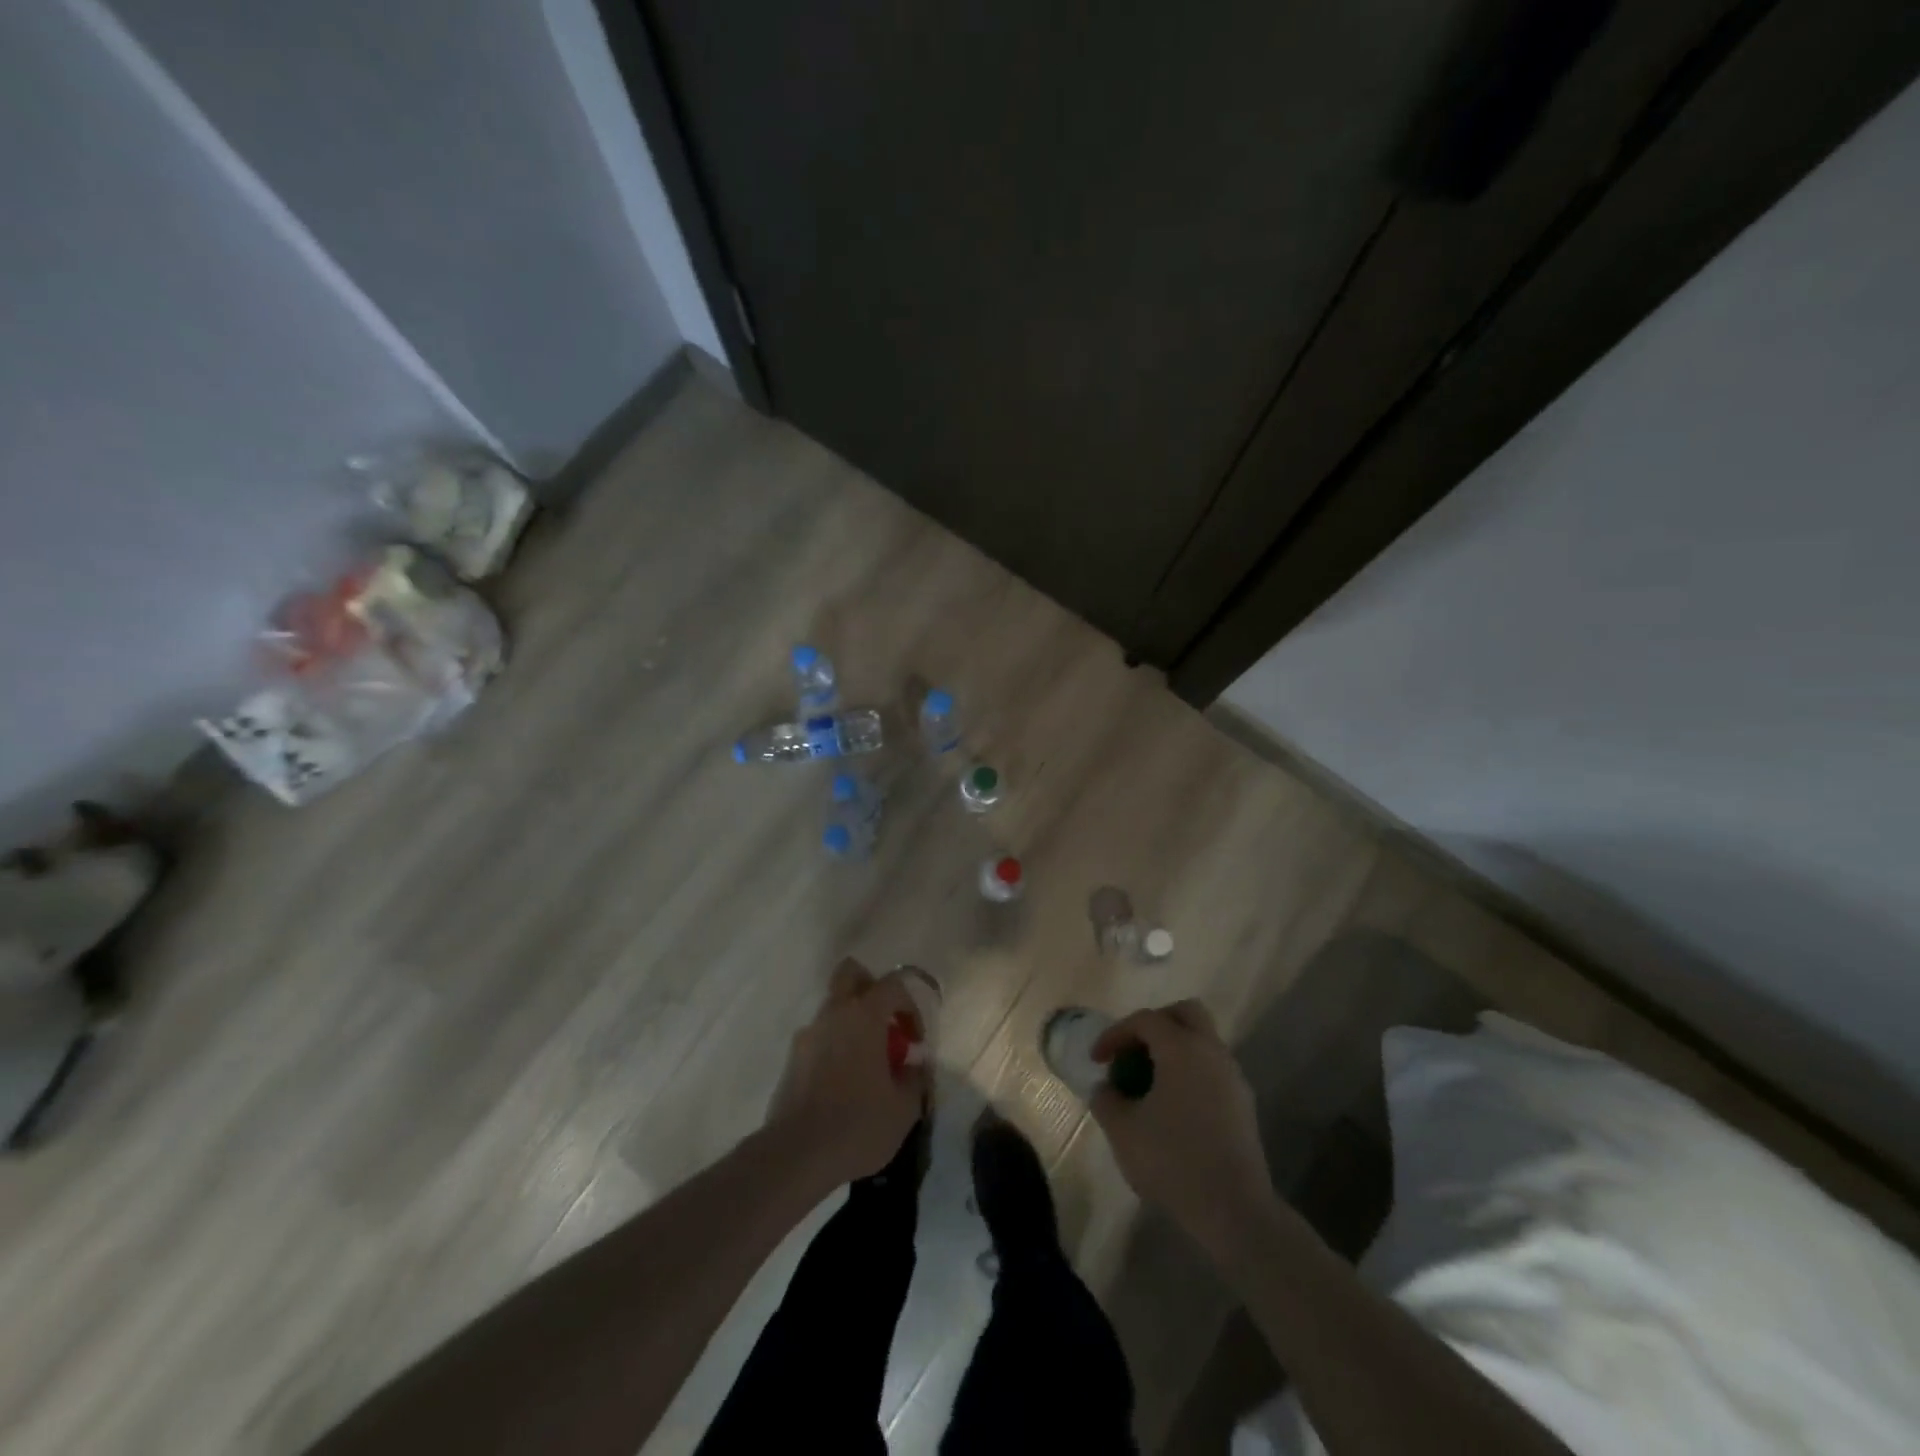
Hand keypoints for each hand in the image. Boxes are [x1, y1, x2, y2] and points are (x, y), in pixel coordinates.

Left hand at [765, 958, 928, 1187]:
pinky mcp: (792, 1059)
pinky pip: (819, 1038)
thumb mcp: (904, 1108)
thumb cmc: (857, 1124)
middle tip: (885, 1024)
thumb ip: (914, 1078)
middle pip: (851, 974)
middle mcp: (833, 1014)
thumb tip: (914, 1066)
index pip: (893, 984)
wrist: (796, 1154)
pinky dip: (834, 1048)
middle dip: (871, 989)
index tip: (915, 1041)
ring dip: (852, 1023)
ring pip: (833, 1008)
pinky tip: (843, 1084)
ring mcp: (807, 1035)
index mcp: (864, 1015)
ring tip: (866, 1064)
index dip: (910, 1006)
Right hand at [1090, 1000, 1274, 1258]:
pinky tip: (1174, 1107)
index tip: (1097, 1060)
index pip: (1144, 1020)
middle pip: (1185, 1013)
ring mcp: (1233, 1077)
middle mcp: (1211, 1052)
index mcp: (1181, 1049)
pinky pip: (1212, 1069)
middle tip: (1132, 1051)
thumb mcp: (1123, 1131)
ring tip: (1149, 1082)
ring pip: (1202, 1041)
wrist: (1235, 1211)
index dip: (1116, 1033)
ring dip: (1174, 1050)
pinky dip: (1190, 1073)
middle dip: (1155, 1024)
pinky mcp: (1244, 1104)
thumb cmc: (1173, 1162)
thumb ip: (1107, 1100)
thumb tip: (1107, 1089)